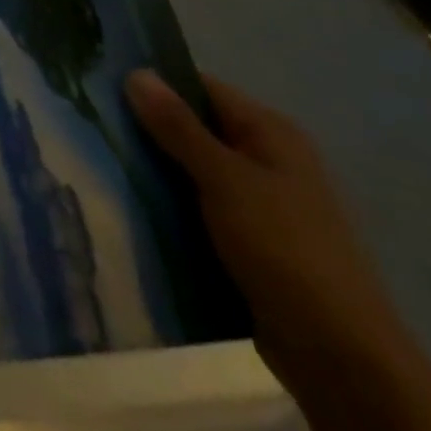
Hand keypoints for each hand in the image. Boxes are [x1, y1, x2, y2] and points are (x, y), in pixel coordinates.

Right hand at [124, 69, 409, 390]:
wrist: (341, 358)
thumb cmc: (285, 250)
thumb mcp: (225, 179)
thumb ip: (177, 126)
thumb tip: (135, 71)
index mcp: (271, 133)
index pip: (200, 87)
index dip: (153, 81)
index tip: (99, 82)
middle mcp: (267, 159)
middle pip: (193, 127)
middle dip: (145, 127)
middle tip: (89, 121)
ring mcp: (259, 203)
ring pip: (190, 169)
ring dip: (152, 168)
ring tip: (97, 159)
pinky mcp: (248, 241)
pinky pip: (196, 206)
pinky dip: (167, 203)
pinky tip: (128, 203)